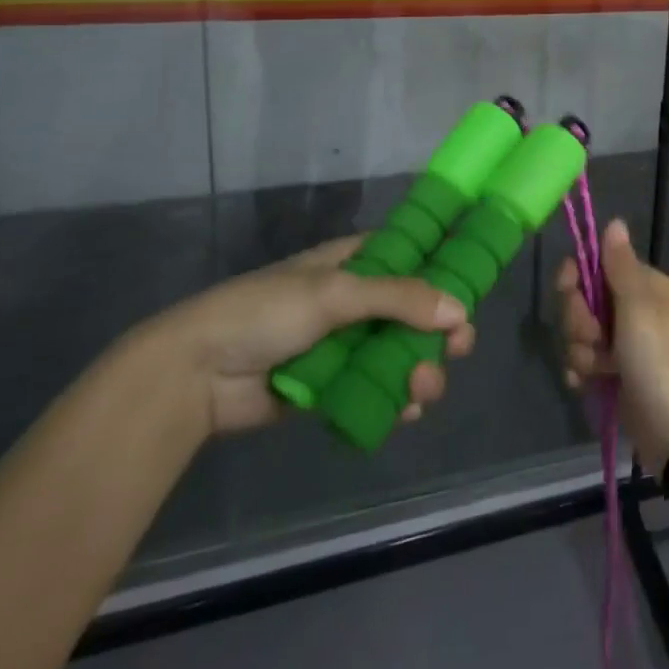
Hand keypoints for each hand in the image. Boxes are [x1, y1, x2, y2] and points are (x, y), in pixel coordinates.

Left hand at [142, 236, 475, 435]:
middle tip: (457, 348)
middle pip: (416, 311)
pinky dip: (397, 399)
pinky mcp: (335, 387)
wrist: (195, 375)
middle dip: (440, 331)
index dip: (446, 271)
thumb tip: (460, 312)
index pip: (414, 257)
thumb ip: (399, 298)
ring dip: (421, 369)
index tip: (473, 290)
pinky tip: (406, 410)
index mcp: (356, 262)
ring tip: (423, 388)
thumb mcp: (335, 293)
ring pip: (402, 353)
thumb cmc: (265, 312)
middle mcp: (358, 300)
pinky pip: (379, 389)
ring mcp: (346, 345)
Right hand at [557, 219, 668, 468]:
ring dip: (581, 352)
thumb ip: (620, 265)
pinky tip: (588, 385)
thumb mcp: (638, 306)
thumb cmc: (657, 359)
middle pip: (581, 299)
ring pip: (578, 333)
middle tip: (596, 339)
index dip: (576, 276)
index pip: (595, 264)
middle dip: (578, 320)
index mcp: (642, 285)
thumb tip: (615, 221)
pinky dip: (581, 373)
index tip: (569, 288)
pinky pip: (581, 362)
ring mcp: (621, 343)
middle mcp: (632, 309)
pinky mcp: (612, 374)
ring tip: (601, 369)